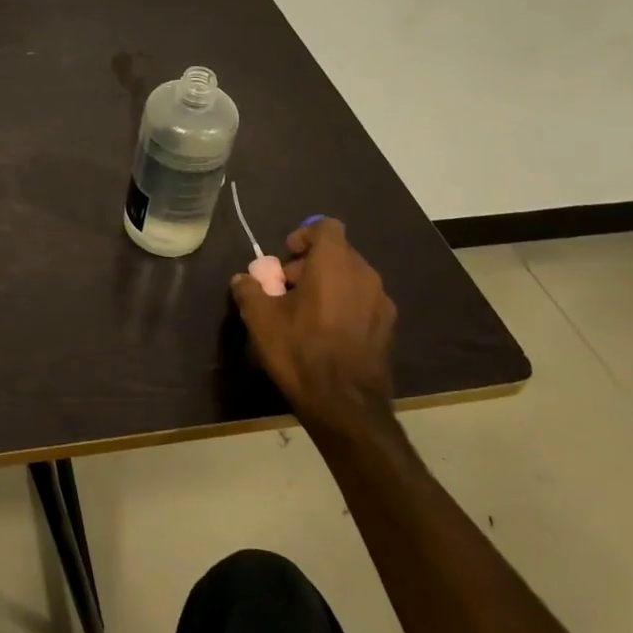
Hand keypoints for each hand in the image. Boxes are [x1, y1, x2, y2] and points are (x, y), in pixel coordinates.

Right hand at [229, 218, 395, 425]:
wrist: (345, 405)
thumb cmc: (300, 350)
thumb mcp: (260, 318)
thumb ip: (249, 290)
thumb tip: (244, 280)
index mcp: (335, 264)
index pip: (326, 227)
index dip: (304, 235)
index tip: (286, 256)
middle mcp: (364, 275)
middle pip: (337, 253)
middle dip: (310, 264)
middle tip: (286, 289)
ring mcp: (381, 303)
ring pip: (351, 278)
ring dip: (327, 285)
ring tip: (304, 313)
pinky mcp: (388, 328)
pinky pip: (362, 302)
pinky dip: (343, 305)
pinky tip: (326, 333)